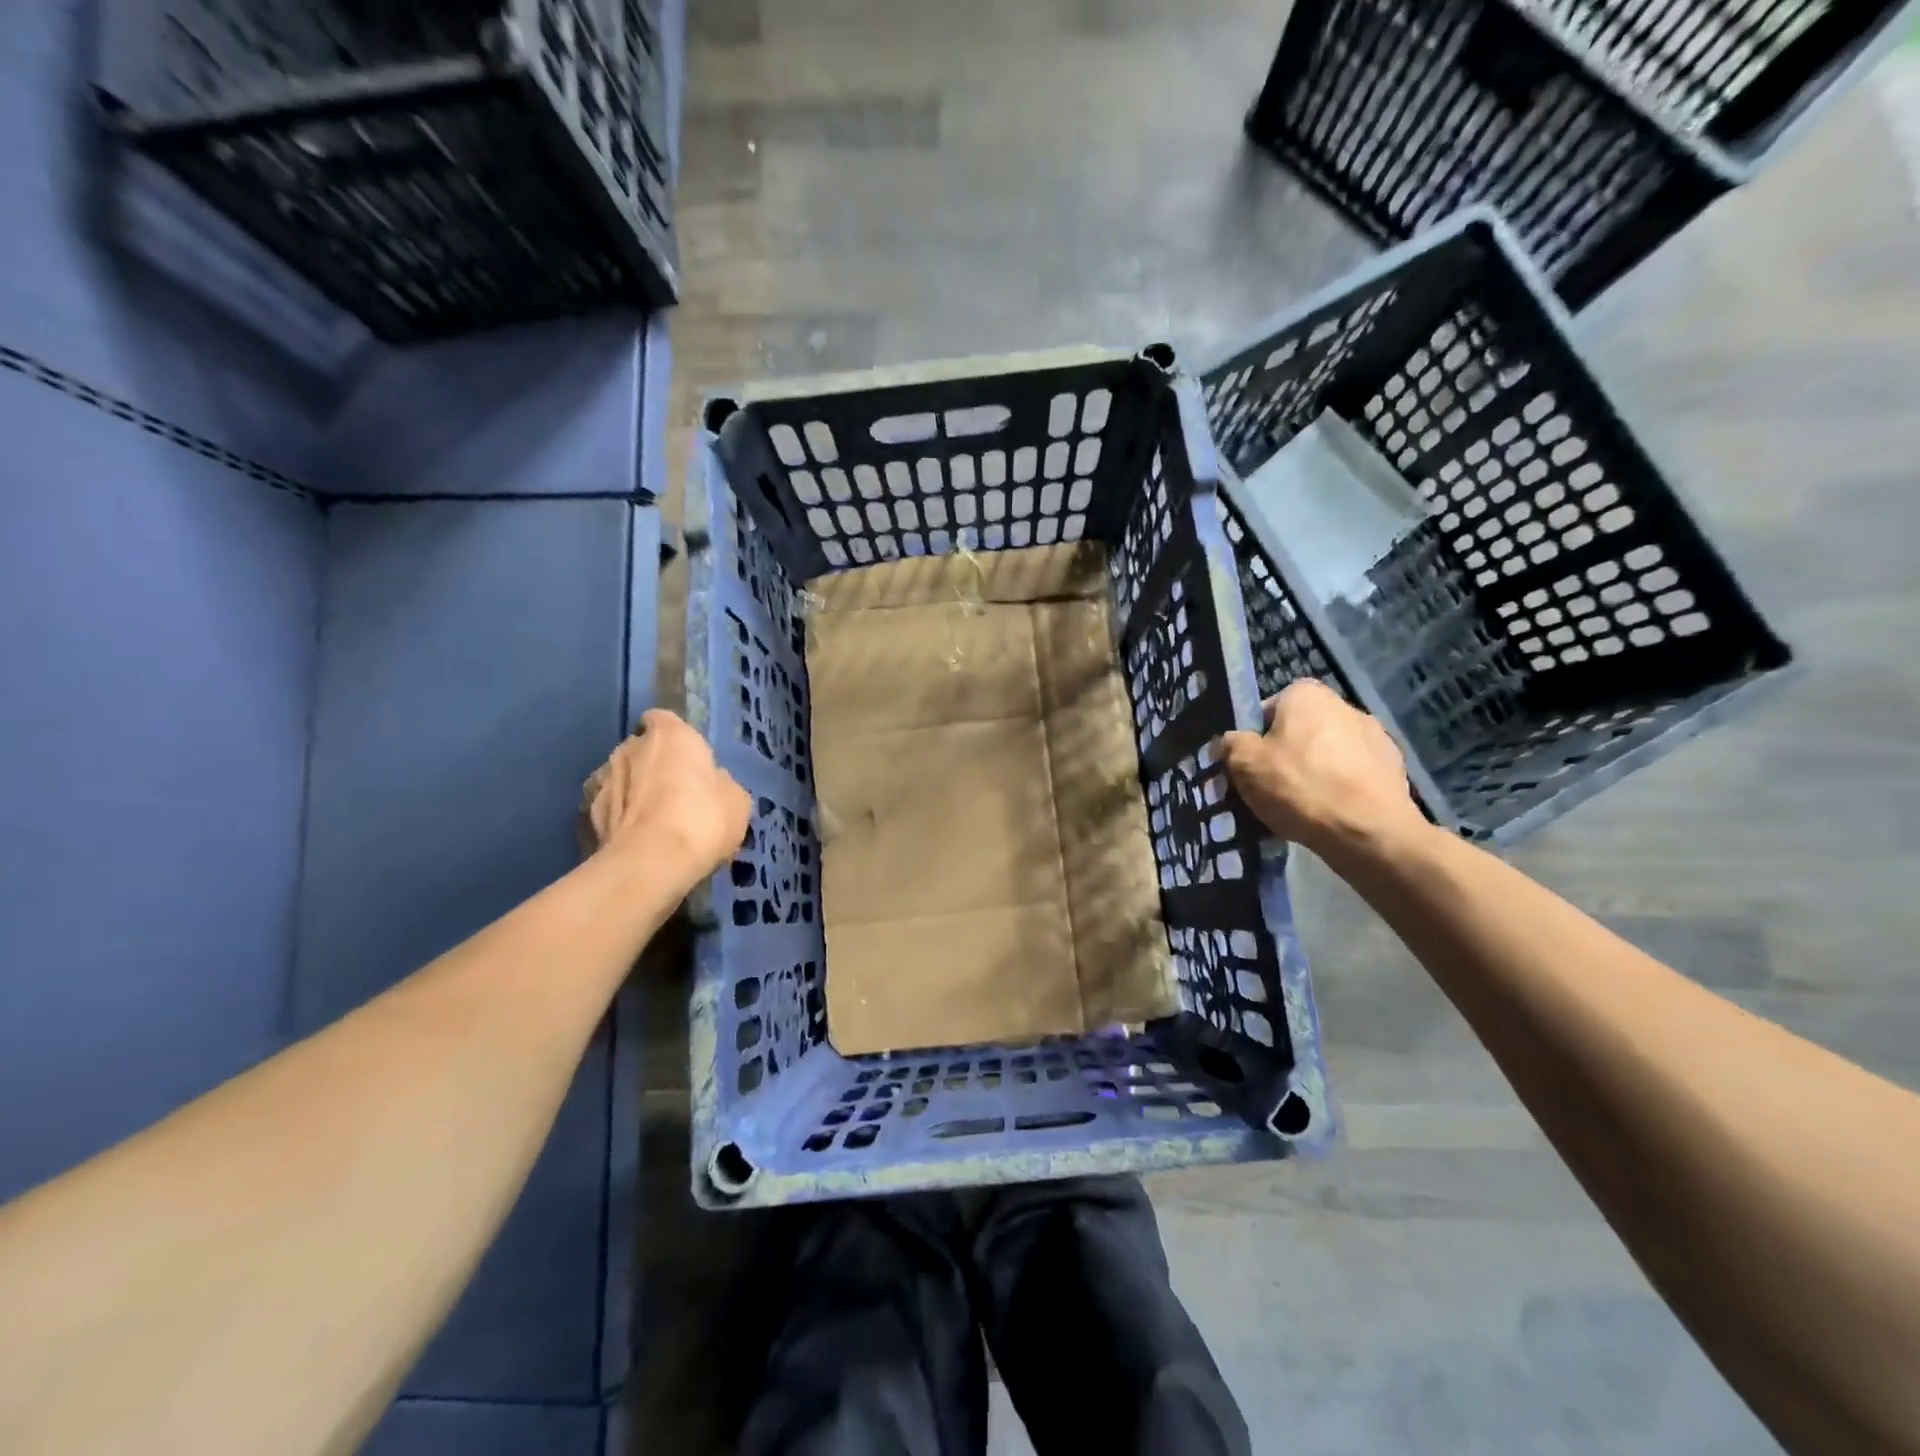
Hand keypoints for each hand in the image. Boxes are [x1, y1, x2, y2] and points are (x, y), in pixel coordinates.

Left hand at [585, 710, 750, 889]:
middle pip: (641, 748)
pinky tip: (637, 839)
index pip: (663, 719)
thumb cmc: (703, 819)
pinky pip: (610, 809)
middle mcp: (630, 747)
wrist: (650, 864)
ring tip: (654, 820)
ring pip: (622, 777)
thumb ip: (720, 783)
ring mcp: (603, 780)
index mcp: (671, 735)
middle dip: (653, 764)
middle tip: (676, 792)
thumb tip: (712, 782)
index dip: (674, 736)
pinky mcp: (587, 814)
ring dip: (634, 791)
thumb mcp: (736, 801)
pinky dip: (621, 818)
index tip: (686, 757)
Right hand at [1219, 681, 1426, 861]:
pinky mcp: (1394, 768)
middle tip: (1270, 789)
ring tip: (1301, 808)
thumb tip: (1232, 741)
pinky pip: (1352, 775)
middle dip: (1285, 756)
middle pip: (1299, 732)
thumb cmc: (1300, 787)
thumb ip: (1231, 744)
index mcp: (1307, 695)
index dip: (1254, 739)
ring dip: (1314, 773)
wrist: (1369, 832)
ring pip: (1327, 754)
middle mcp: (1344, 705)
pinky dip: (1340, 790)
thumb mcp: (1244, 764)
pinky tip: (1330, 815)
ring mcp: (1375, 736)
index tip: (1249, 767)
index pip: (1267, 710)